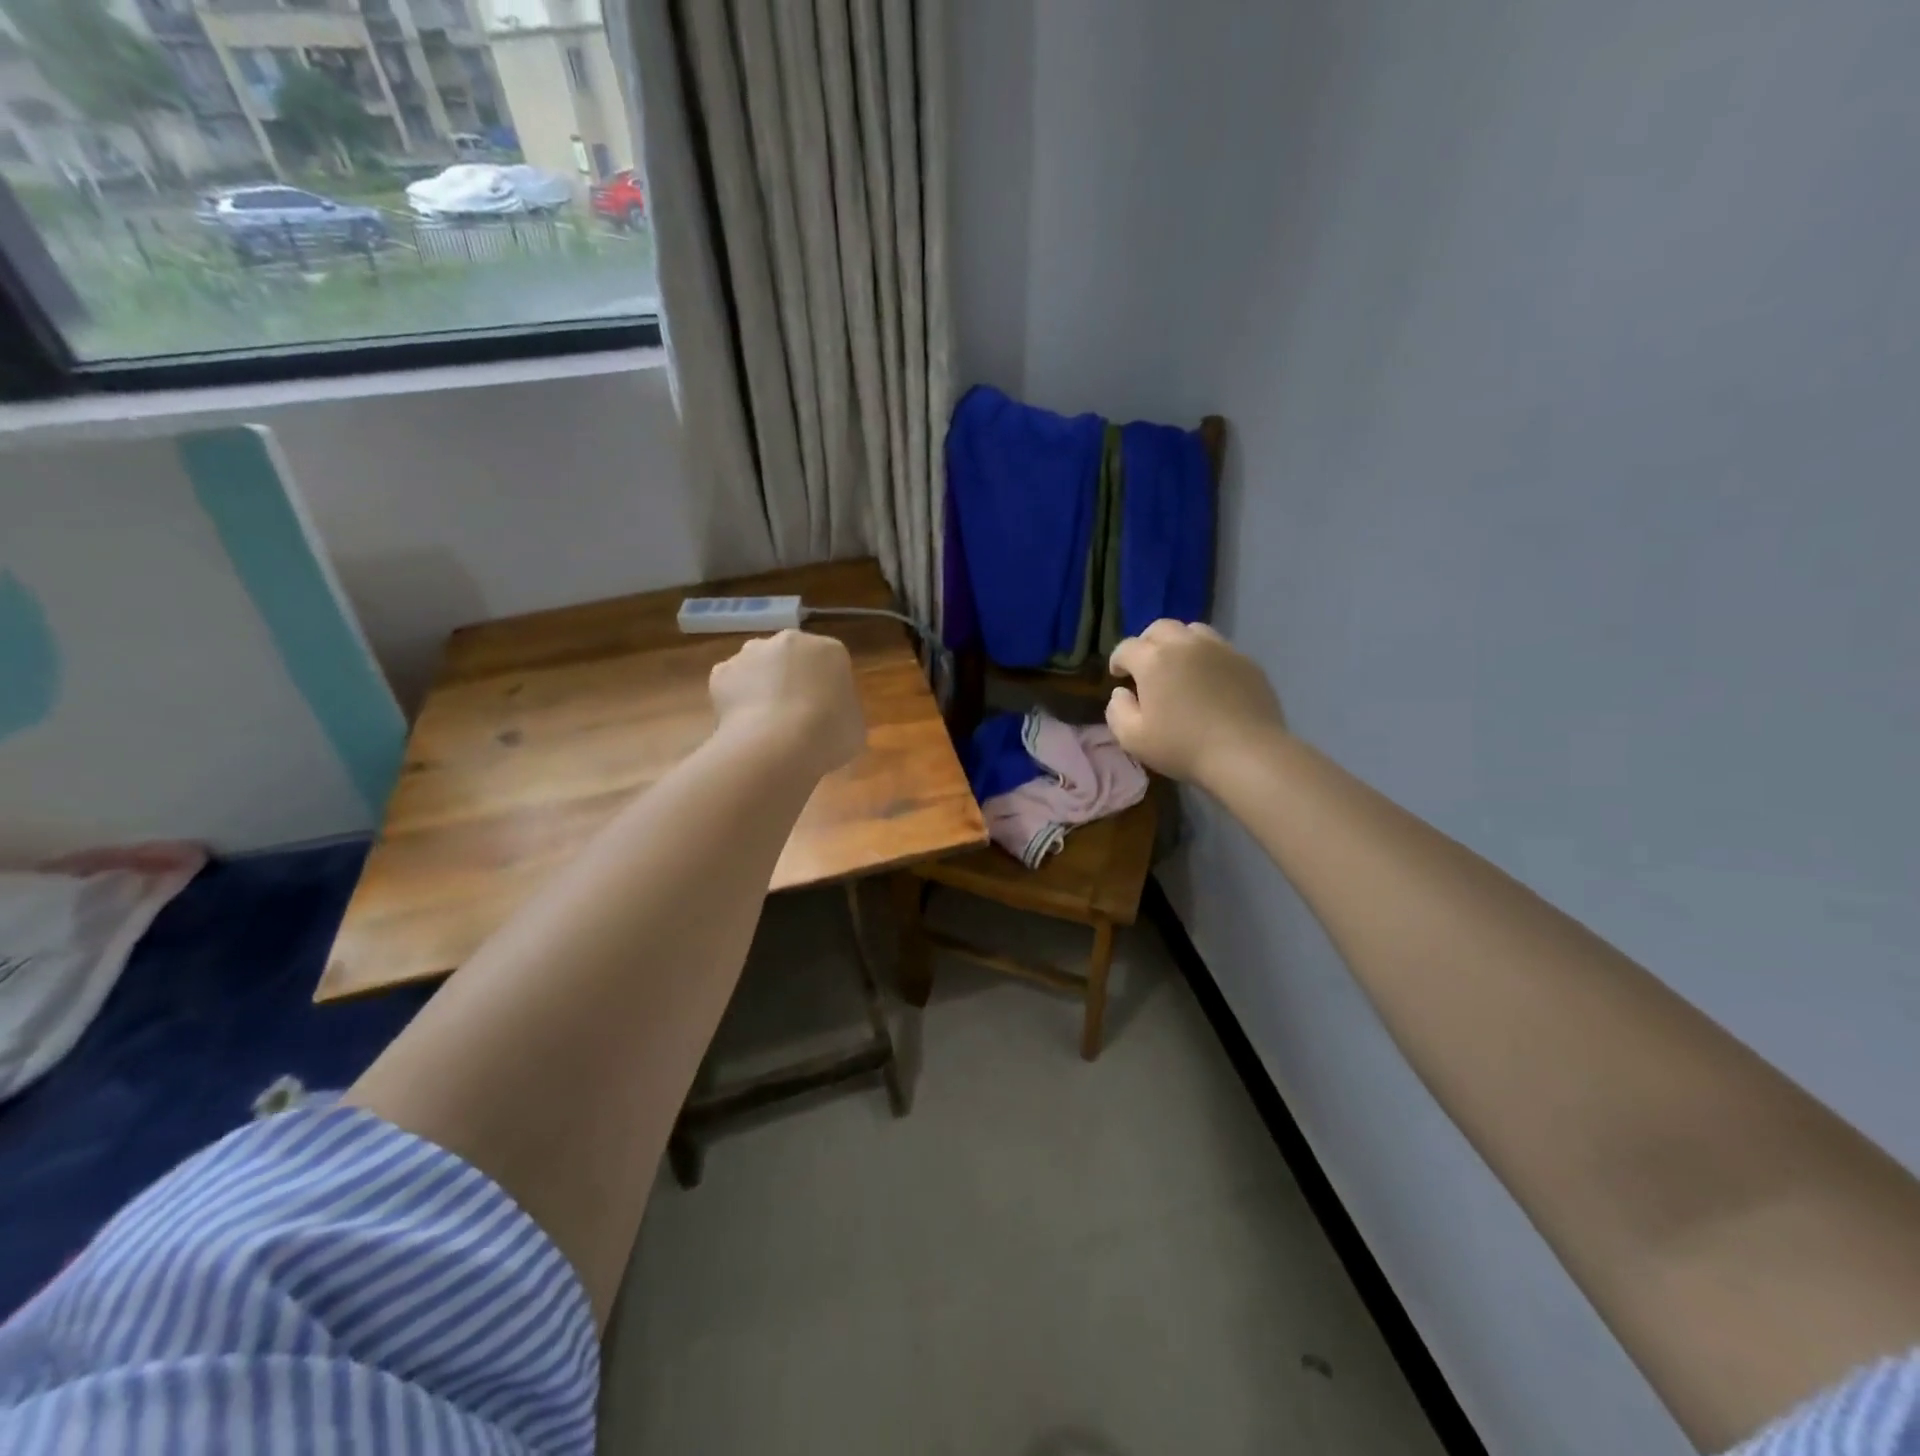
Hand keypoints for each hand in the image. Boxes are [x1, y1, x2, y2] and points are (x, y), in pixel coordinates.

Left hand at [709, 629, 865, 777]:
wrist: (777, 745)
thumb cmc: (829, 735)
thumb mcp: (854, 726)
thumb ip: (841, 712)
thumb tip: (828, 717)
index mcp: (831, 650)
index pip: (831, 663)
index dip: (827, 690)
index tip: (825, 714)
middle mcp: (791, 640)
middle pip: (792, 658)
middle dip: (792, 680)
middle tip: (794, 717)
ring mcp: (752, 652)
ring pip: (758, 667)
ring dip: (761, 686)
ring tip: (764, 724)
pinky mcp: (721, 671)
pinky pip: (731, 684)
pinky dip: (734, 701)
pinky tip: (741, 726)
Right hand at [1106, 621, 1286, 786]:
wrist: (1247, 754)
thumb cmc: (1183, 747)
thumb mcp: (1133, 739)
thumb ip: (1117, 711)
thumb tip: (1121, 693)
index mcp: (1154, 660)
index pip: (1127, 647)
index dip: (1118, 660)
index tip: (1118, 676)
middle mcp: (1186, 644)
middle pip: (1160, 628)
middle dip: (1147, 643)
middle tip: (1146, 667)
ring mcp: (1220, 650)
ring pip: (1193, 631)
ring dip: (1179, 643)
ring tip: (1180, 667)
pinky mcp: (1247, 662)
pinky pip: (1220, 649)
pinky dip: (1207, 658)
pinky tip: (1210, 682)